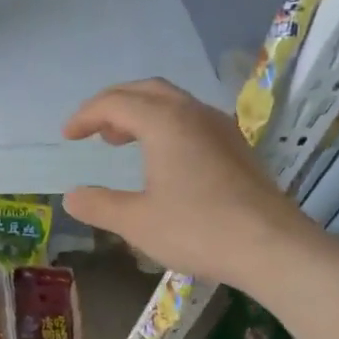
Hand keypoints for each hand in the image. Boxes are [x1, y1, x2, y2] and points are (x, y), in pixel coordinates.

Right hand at [61, 78, 316, 287]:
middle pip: (147, 91)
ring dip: (140, 113)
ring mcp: (220, 129)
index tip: (67, 137)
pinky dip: (163, 126)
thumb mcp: (136, 222)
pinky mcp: (236, 148)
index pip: (116, 103)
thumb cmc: (198, 229)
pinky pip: (191, 119)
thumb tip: (72, 196)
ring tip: (119, 140)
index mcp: (165, 123)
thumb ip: (99, 205)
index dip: (86, 115)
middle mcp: (194, 114)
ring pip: (172, 103)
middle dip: (113, 104)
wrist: (272, 247)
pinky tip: (160, 157)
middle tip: (91, 129)